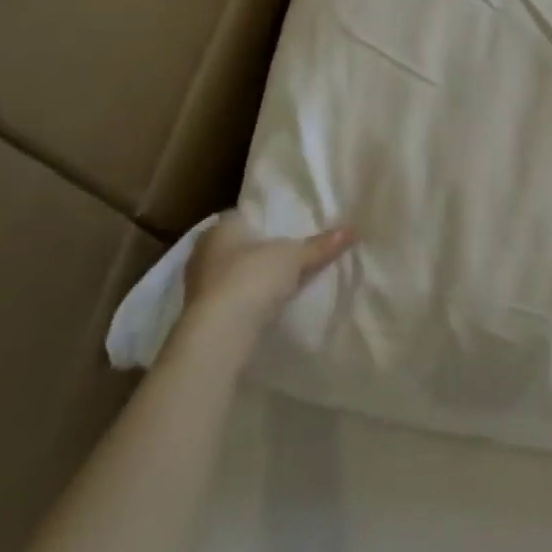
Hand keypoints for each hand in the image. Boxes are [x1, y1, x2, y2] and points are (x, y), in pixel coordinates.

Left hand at [181, 212, 352, 338]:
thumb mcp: (294, 257)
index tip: (286, 227)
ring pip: (231, 274)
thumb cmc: (251, 278)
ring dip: (250, 279)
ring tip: (281, 281)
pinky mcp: (200, 317)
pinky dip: (244, 302)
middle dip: (258, 251)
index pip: (242, 216)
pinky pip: (228, 300)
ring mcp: (198, 286)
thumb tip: (353, 229)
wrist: (218, 335)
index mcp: (220, 228)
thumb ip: (320, 245)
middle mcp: (203, 252)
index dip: (264, 221)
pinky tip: (264, 306)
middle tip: (287, 254)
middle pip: (236, 246)